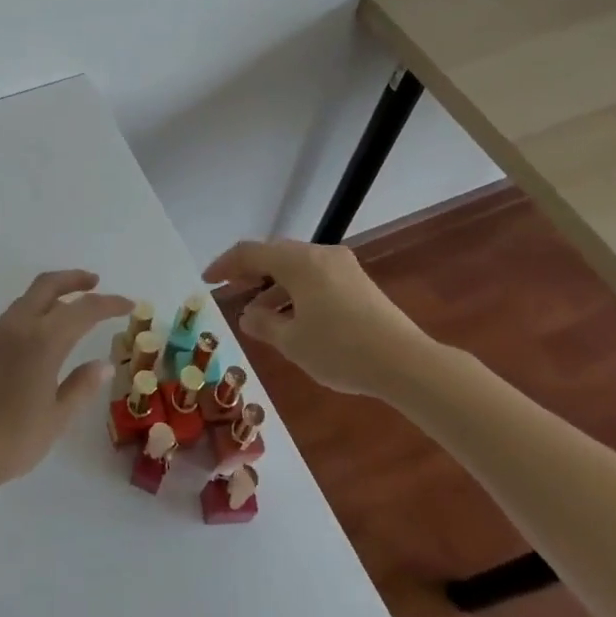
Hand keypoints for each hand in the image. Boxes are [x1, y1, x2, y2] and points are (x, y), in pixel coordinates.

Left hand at [0, 270, 133, 493]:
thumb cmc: (12, 440)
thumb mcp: (56, 418)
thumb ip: (80, 386)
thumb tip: (102, 364)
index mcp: (42, 341)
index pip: (83, 309)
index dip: (108, 303)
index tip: (128, 304)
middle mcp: (18, 328)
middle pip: (47, 286)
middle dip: (74, 279)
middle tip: (96, 283)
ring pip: (27, 298)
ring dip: (52, 293)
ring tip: (72, 306)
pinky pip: (13, 317)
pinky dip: (34, 311)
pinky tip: (42, 334)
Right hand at [203, 239, 441, 395]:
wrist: (407, 363)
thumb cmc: (340, 349)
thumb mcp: (292, 342)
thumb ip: (264, 325)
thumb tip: (248, 316)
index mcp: (299, 262)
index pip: (250, 252)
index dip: (225, 265)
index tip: (207, 281)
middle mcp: (320, 255)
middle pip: (274, 255)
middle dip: (249, 273)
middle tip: (230, 292)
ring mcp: (343, 267)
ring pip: (296, 268)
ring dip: (273, 286)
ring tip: (259, 314)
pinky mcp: (359, 284)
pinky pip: (316, 278)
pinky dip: (296, 292)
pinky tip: (292, 318)